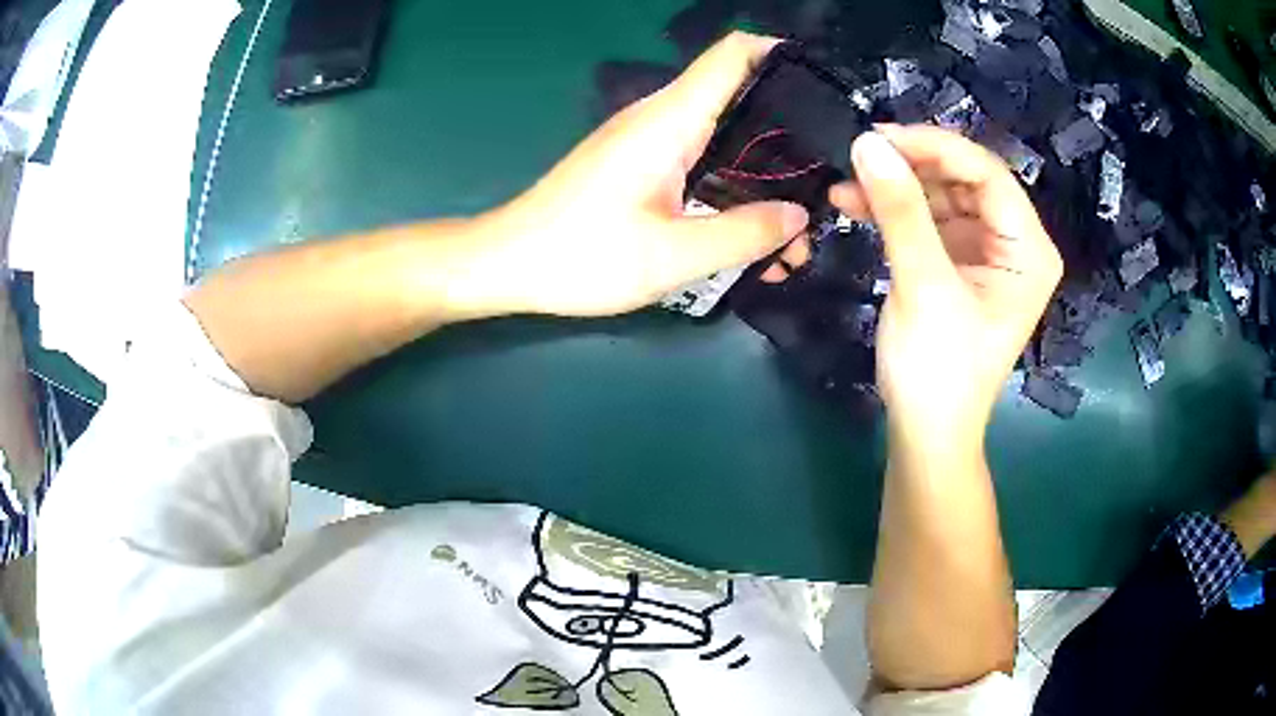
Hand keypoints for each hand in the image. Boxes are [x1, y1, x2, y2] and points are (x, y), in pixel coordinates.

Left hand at [476, 33, 808, 317]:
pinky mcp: (641, 165)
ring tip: (798, 224)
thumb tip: (797, 215)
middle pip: (741, 97)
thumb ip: (743, 234)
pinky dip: (732, 188)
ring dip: (764, 173)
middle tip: (829, 179)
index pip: (733, 55)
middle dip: (790, 134)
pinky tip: (753, 231)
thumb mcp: (672, 256)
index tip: (825, 86)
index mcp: (670, 120)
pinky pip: (700, 162)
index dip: (781, 55)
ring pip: (725, 136)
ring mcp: (650, 141)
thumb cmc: (581, 256)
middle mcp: (663, 118)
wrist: (508, 264)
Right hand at [830, 125, 1061, 452]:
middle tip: (859, 155)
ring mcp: (984, 250)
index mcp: (1028, 249)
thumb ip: (900, 211)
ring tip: (846, 185)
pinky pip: (927, 219)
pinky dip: (893, 210)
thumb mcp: (923, 286)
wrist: (925, 432)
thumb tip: (866, 142)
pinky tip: (854, 204)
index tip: (879, 136)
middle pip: (964, 179)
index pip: (988, 174)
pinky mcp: (957, 261)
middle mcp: (1013, 242)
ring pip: (941, 194)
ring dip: (896, 187)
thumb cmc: (939, 370)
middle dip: (911, 166)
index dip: (935, 147)